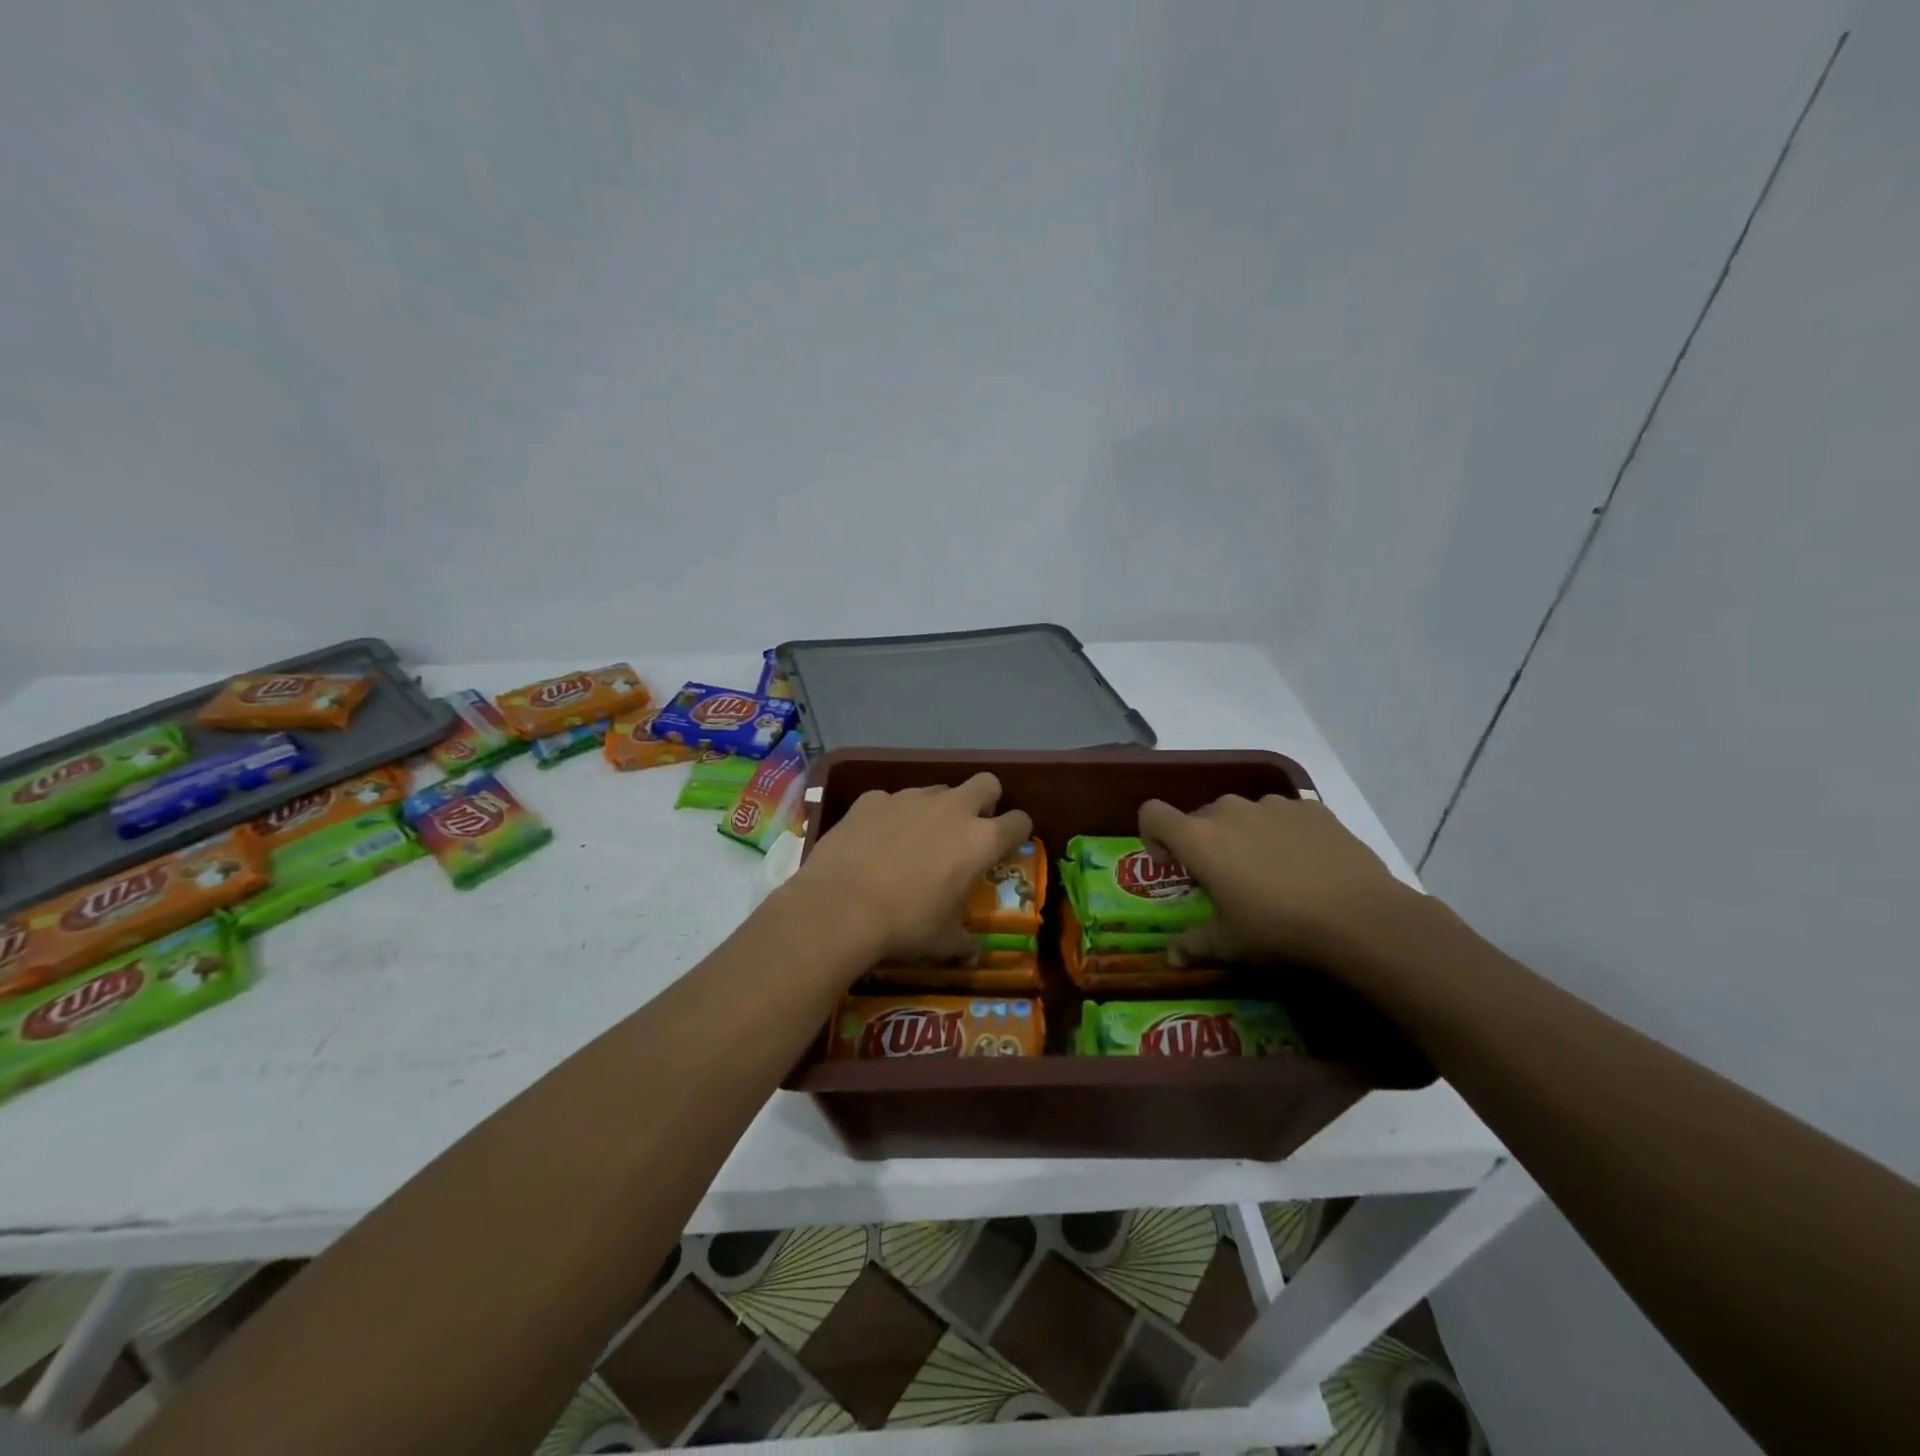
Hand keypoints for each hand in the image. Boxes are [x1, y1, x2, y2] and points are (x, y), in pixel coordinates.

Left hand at [789, 774, 1032, 966]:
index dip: (1017, 833)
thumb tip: (972, 952)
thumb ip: (964, 942)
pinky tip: (875, 840)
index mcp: (980, 841)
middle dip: (985, 801)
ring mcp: (909, 798)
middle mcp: (951, 809)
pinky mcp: (872, 799)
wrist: (839, 907)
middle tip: (969, 830)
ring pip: (936, 790)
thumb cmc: (904, 925)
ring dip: (936, 809)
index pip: (1019, 821)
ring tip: (916, 841)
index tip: (1006, 847)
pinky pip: (891, 801)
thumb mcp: (943, 942)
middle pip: (986, 783)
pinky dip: (890, 816)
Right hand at [1138, 793, 1421, 968]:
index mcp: (1199, 839)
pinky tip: (1305, 864)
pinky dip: (1283, 833)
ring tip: (1269, 871)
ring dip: (1243, 835)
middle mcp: (1229, 811)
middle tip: (1225, 879)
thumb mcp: (1230, 945)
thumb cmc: (1278, 930)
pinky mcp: (1311, 808)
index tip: (1171, 863)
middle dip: (1204, 843)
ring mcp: (1273, 805)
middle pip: (1200, 816)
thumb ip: (1195, 945)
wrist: (1359, 917)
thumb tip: (1171, 957)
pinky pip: (1283, 815)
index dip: (1153, 834)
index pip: (1152, 813)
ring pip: (1243, 814)